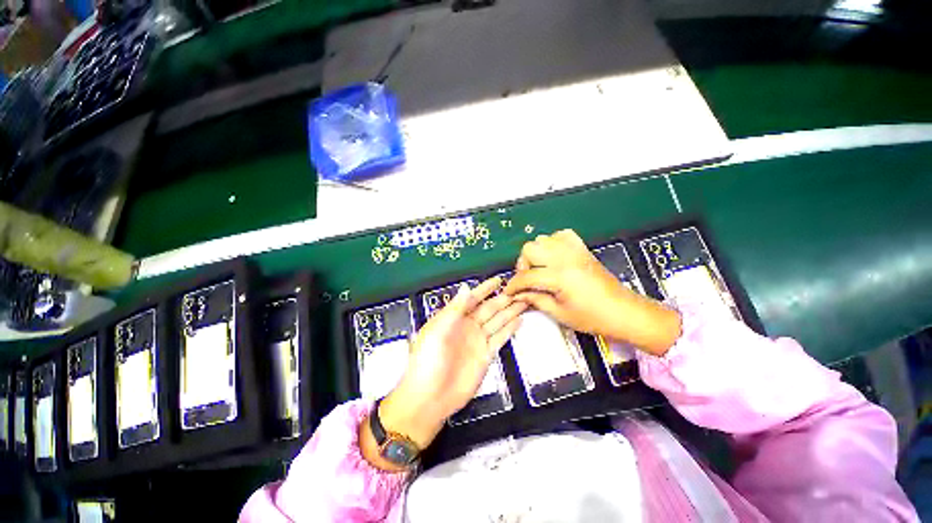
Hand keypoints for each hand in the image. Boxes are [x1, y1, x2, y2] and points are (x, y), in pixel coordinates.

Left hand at [375, 277, 525, 454]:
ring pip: (497, 321)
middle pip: (488, 309)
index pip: (472, 299)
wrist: (430, 397)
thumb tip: (466, 287)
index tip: (499, 280)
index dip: (485, 289)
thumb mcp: (437, 331)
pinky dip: (510, 329)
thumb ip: (454, 310)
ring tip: (523, 301)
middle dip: (502, 299)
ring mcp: (478, 340)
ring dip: (509, 311)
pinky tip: (519, 320)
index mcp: (453, 318)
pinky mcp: (486, 355)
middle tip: (518, 289)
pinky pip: (500, 338)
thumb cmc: (429, 360)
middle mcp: (467, 326)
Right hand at [504, 229, 680, 355]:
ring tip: (540, 269)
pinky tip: (554, 256)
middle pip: (530, 248)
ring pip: (543, 239)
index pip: (526, 276)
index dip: (514, 285)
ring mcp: (574, 250)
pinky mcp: (582, 249)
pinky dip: (553, 243)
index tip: (509, 292)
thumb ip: (535, 300)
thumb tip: (517, 295)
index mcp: (559, 276)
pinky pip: (561, 235)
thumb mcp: (559, 313)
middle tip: (528, 279)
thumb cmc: (593, 317)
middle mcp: (565, 258)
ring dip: (536, 253)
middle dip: (523, 264)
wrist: (624, 312)